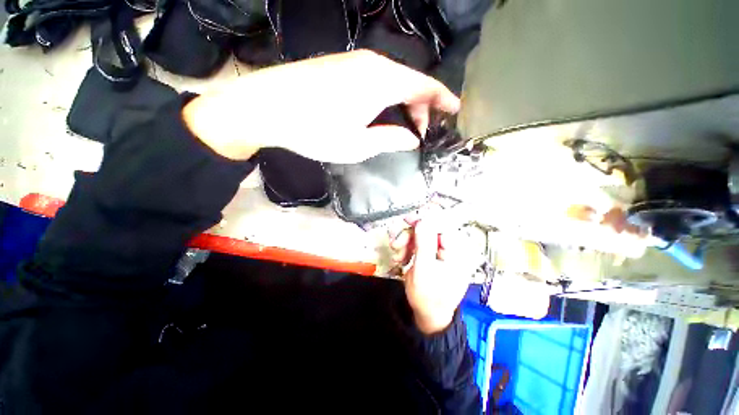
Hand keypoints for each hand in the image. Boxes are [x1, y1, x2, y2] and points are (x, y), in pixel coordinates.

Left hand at [183, 50, 459, 162]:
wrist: (266, 107)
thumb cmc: (314, 130)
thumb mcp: (358, 145)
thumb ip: (390, 140)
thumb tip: (411, 138)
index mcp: (381, 82)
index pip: (424, 85)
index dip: (443, 98)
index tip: (455, 111)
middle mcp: (371, 65)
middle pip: (409, 82)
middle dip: (421, 107)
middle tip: (421, 132)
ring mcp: (353, 63)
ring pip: (392, 81)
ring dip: (402, 103)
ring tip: (403, 127)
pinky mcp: (339, 67)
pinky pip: (374, 80)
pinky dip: (386, 98)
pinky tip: (379, 114)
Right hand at [391, 220, 476, 334]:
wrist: (428, 316)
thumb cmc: (429, 297)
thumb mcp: (424, 270)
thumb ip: (424, 243)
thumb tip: (423, 218)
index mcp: (457, 251)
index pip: (442, 225)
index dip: (423, 221)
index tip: (406, 221)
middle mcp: (452, 248)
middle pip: (429, 229)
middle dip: (410, 236)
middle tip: (396, 245)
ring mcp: (441, 252)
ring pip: (421, 236)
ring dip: (406, 243)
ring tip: (397, 256)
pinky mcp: (432, 255)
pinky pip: (418, 244)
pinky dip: (407, 248)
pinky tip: (401, 258)